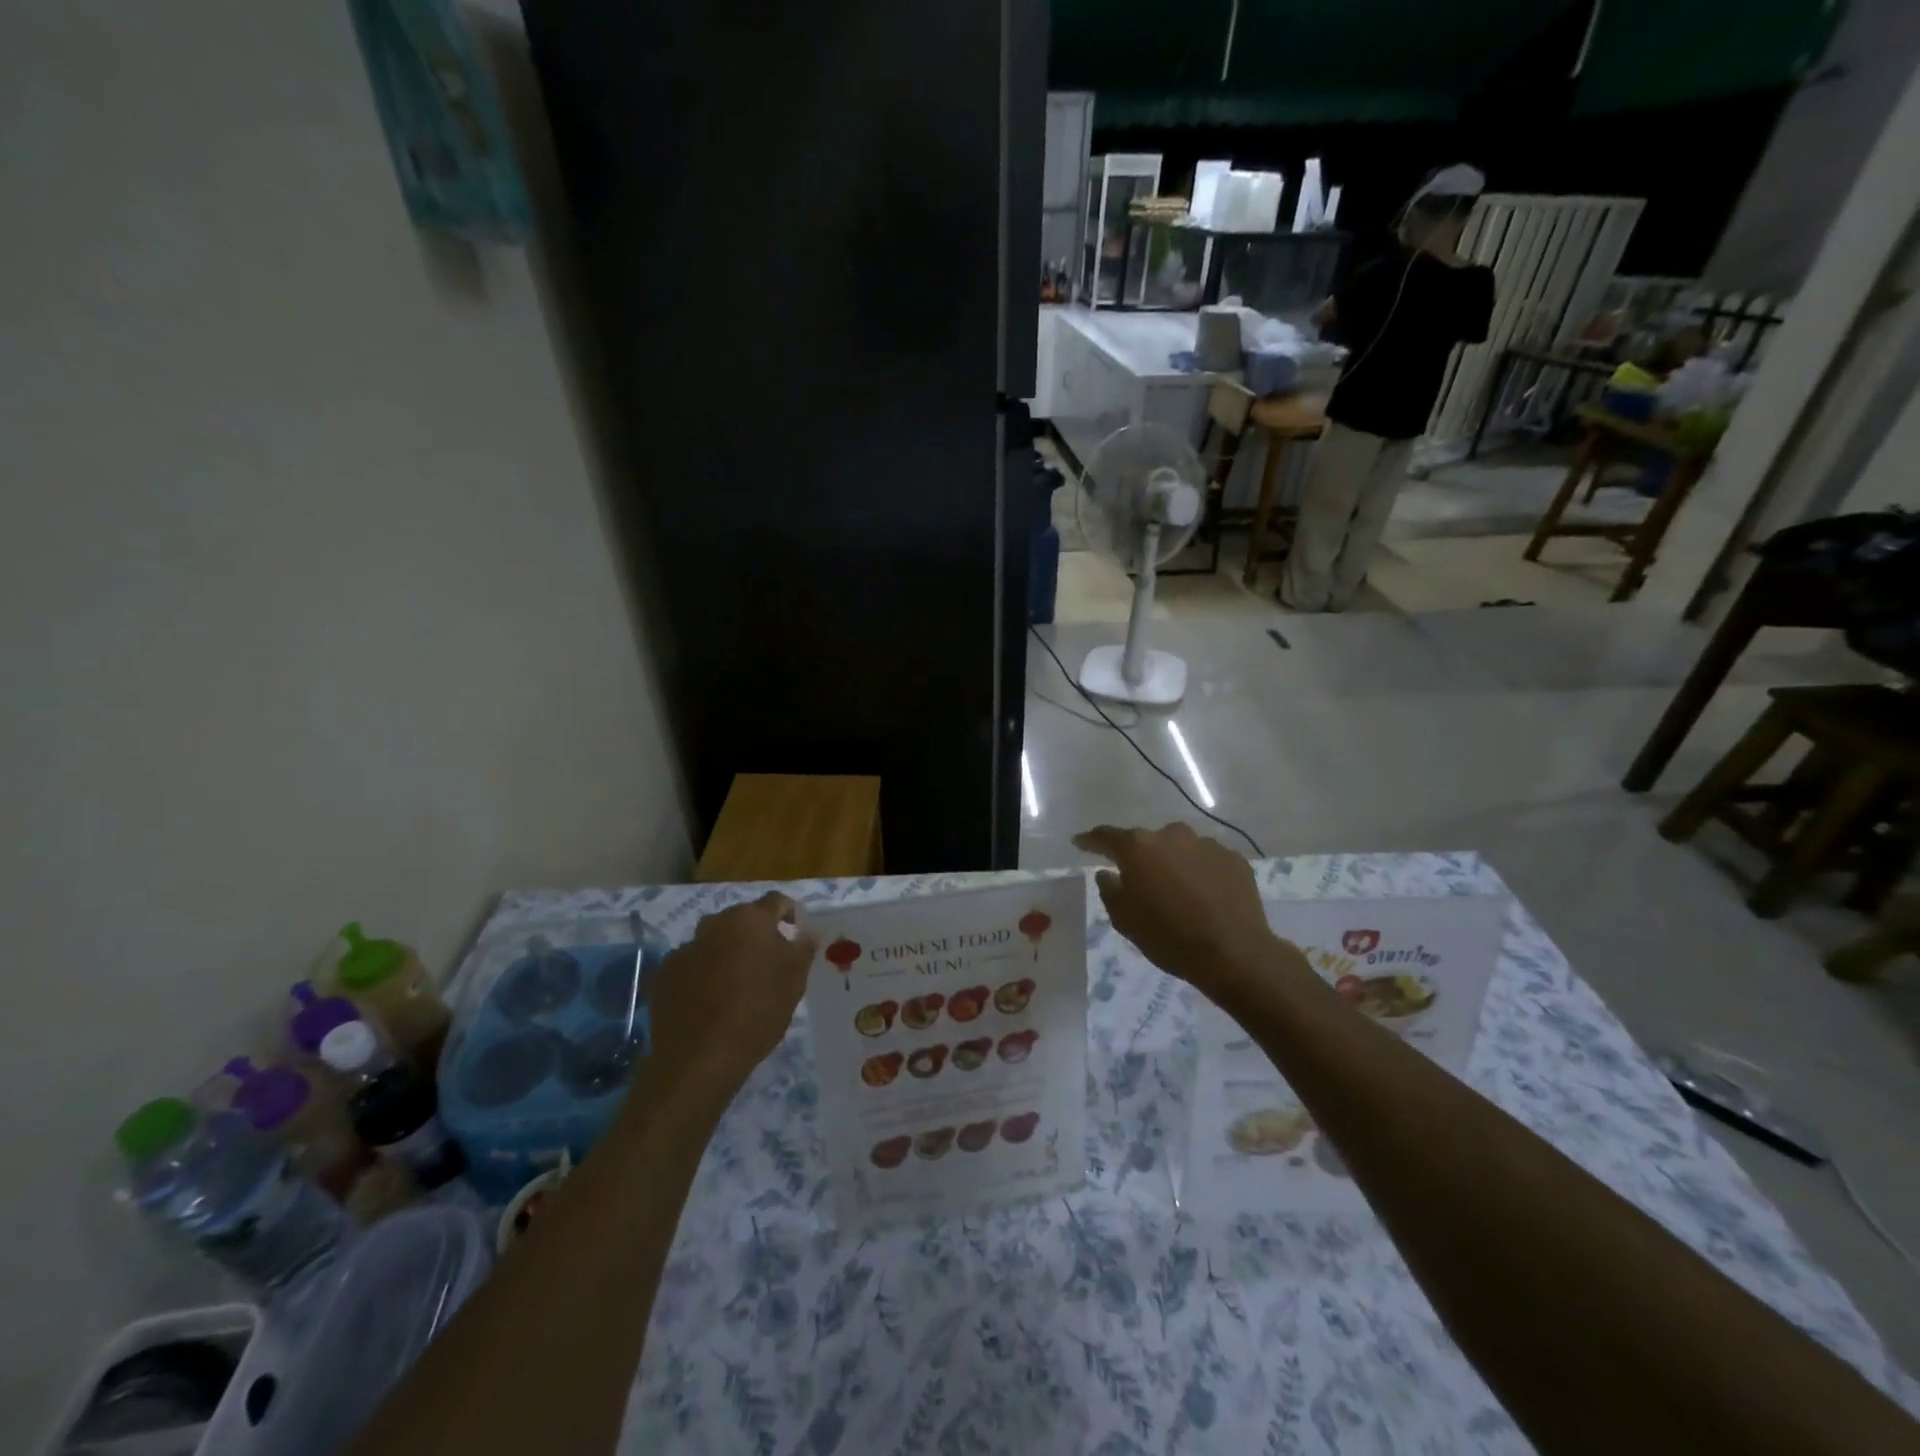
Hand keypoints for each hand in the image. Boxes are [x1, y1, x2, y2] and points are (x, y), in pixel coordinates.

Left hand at [646, 893, 818, 1098]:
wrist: (699, 1057)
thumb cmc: (757, 1011)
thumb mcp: (794, 981)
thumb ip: (803, 949)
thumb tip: (808, 932)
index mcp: (750, 919)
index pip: (776, 901)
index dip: (789, 913)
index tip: (796, 934)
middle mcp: (715, 924)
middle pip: (742, 919)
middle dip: (756, 935)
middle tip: (768, 963)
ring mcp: (685, 948)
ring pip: (714, 942)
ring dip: (727, 953)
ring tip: (737, 985)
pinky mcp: (664, 974)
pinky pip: (692, 965)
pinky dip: (702, 974)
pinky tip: (709, 1002)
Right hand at [1074, 823, 1290, 1006]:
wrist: (1234, 953)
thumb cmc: (1169, 937)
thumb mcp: (1125, 920)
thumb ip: (1110, 890)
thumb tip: (1108, 873)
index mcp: (1139, 847)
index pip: (1106, 836)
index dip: (1090, 840)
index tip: (1080, 842)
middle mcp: (1172, 835)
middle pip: (1148, 842)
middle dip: (1141, 857)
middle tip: (1140, 880)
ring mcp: (1207, 844)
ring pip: (1180, 849)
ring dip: (1174, 864)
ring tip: (1178, 892)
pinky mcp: (1234, 859)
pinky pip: (1207, 861)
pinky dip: (1201, 873)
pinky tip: (1205, 896)